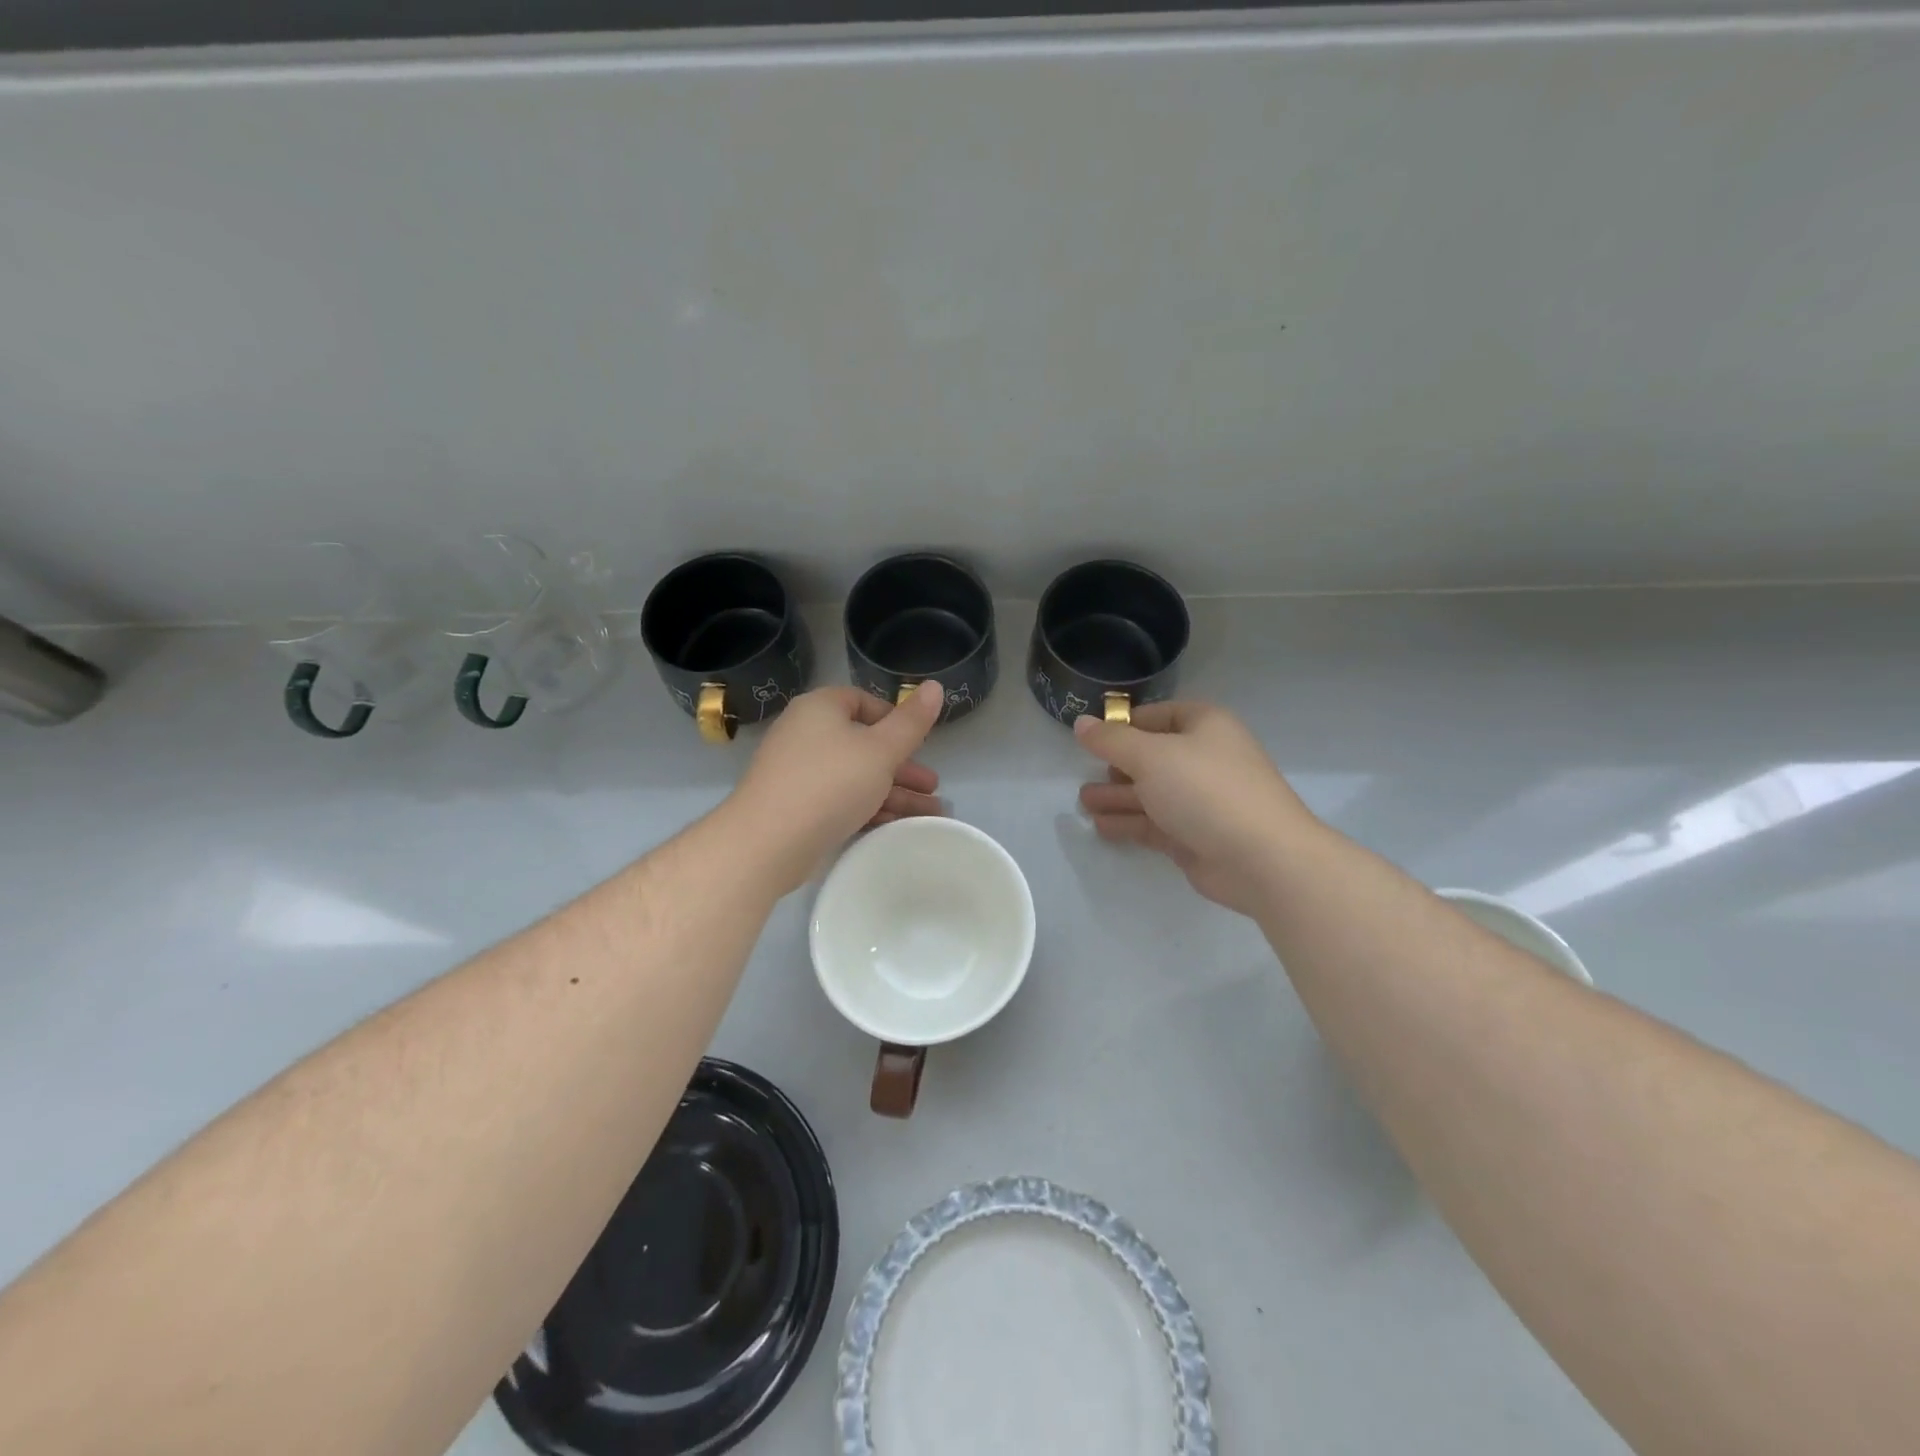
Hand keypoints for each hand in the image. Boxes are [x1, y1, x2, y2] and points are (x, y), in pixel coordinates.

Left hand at [731, 682, 945, 894]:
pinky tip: (896, 825)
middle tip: (932, 786)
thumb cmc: (830, 784)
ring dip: (893, 791)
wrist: (767, 843)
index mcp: (820, 709)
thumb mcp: (881, 750)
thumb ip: (911, 722)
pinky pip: (840, 800)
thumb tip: (935, 686)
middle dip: (902, 766)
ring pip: (856, 776)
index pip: (862, 701)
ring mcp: (798, 773)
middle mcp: (805, 734)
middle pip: (863, 743)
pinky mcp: (796, 807)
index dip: (895, 719)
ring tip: (929, 813)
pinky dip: (870, 808)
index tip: (919, 742)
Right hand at [1074, 701, 1320, 916]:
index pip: (1159, 715)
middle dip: (1117, 766)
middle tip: (1085, 774)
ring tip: (1083, 802)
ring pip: (1151, 793)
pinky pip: (1155, 824)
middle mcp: (1205, 759)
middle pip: (1152, 757)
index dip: (1126, 723)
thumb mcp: (1150, 756)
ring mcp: (1202, 801)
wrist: (1262, 858)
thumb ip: (1111, 741)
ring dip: (1118, 797)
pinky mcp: (1196, 837)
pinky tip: (1101, 826)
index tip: (1094, 737)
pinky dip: (1129, 823)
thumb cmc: (1205, 790)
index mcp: (1204, 726)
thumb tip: (1081, 723)